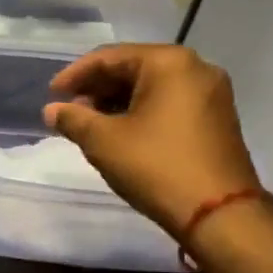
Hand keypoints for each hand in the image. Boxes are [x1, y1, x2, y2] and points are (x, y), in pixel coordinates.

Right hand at [43, 45, 262, 241]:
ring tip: (89, 125)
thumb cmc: (157, 166)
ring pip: (151, 87)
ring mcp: (212, 94)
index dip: (75, 75)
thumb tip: (52, 110)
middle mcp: (195, 68)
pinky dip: (141, 111)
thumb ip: (73, 119)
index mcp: (169, 62)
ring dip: (117, 102)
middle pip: (133, 68)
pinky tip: (120, 132)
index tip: (51, 95)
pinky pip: (170, 103)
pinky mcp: (217, 119)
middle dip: (97, 89)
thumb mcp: (104, 141)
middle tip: (69, 111)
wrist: (221, 215)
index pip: (109, 57)